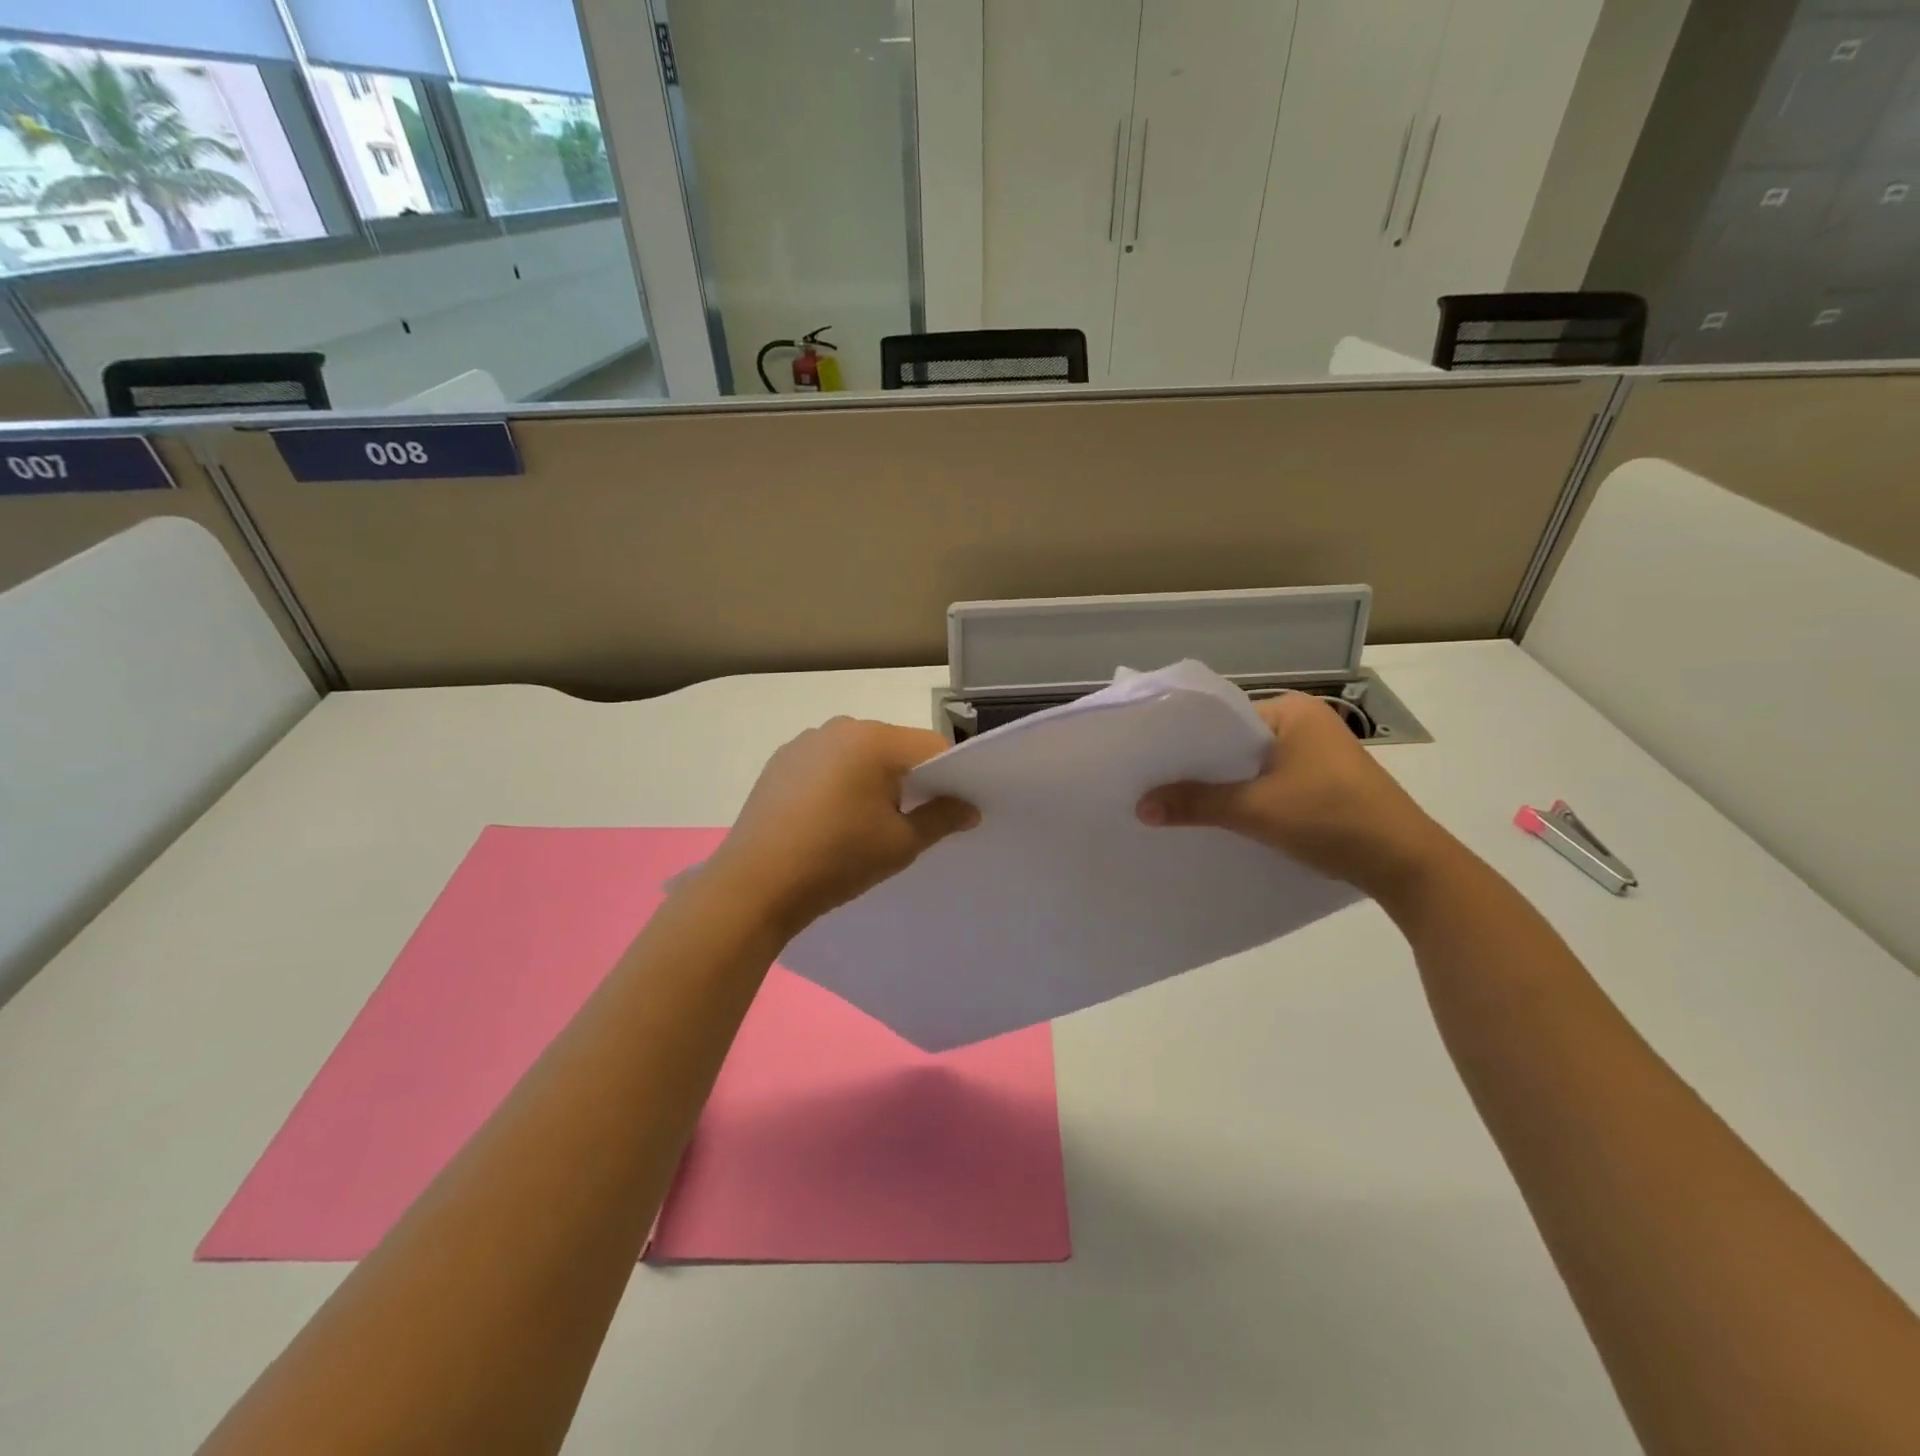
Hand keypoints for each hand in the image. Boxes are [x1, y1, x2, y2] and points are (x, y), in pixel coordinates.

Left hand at [705, 717, 977, 938]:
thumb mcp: (900, 844)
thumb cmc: (837, 859)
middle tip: (909, 821)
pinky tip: (828, 819)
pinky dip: (840, 782)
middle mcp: (840, 728)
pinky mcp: (781, 760)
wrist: (755, 884)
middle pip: (895, 747)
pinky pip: (828, 763)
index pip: (932, 746)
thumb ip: (942, 818)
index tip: (951, 810)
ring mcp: (806, 742)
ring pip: (859, 754)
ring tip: (863, 823)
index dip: (950, 777)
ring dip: (873, 779)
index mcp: (875, 740)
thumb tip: (969, 808)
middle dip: (909, 778)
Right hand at [1137, 692, 1454, 901]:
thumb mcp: (1257, 810)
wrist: (1407, 864)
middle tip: (1152, 783)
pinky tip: (1220, 816)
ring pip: (1251, 765)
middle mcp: (1304, 723)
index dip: (1184, 739)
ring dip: (1222, 785)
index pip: (1222, 716)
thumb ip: (1197, 803)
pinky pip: (1269, 782)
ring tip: (1177, 802)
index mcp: (1292, 710)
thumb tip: (1140, 807)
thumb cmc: (1332, 819)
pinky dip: (1246, 797)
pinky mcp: (1323, 782)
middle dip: (1200, 766)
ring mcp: (1316, 754)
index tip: (1148, 759)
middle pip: (1234, 742)